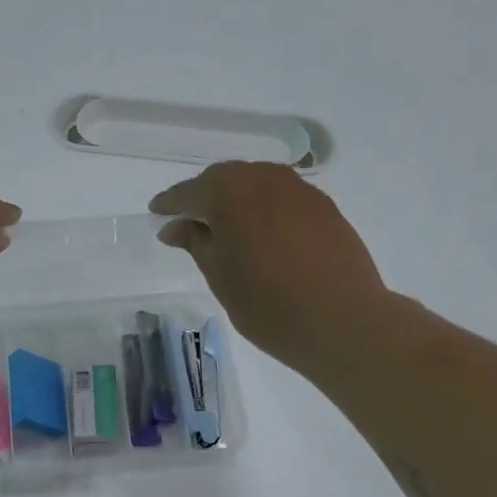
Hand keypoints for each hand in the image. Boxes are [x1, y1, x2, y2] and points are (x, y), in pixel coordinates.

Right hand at [150, 163, 390, 372]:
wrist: (340, 319)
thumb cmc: (265, 301)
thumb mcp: (217, 274)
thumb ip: (194, 242)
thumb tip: (176, 226)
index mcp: (227, 190)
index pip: (187, 193)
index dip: (169, 205)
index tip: (156, 214)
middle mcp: (263, 177)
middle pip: (223, 180)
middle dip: (203, 198)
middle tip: (188, 222)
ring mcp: (298, 189)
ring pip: (255, 186)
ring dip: (236, 202)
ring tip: (225, 229)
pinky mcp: (324, 206)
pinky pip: (281, 199)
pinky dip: (264, 210)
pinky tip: (262, 235)